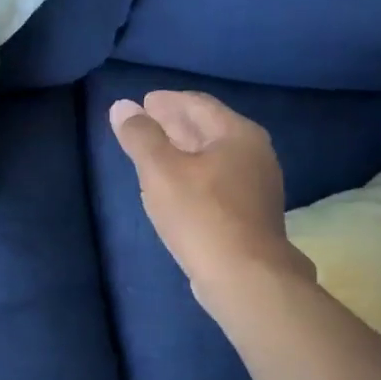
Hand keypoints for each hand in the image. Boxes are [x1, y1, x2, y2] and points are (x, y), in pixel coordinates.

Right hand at [108, 91, 311, 313]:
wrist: (245, 278)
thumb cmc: (200, 215)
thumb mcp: (160, 171)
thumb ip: (140, 136)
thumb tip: (122, 106)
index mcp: (237, 134)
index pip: (198, 104)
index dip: (167, 101)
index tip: (143, 102)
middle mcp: (255, 153)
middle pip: (208, 128)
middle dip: (175, 123)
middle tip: (144, 123)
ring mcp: (258, 185)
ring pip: (213, 155)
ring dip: (183, 149)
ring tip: (154, 153)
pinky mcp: (252, 212)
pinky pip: (218, 179)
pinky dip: (194, 172)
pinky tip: (176, 185)